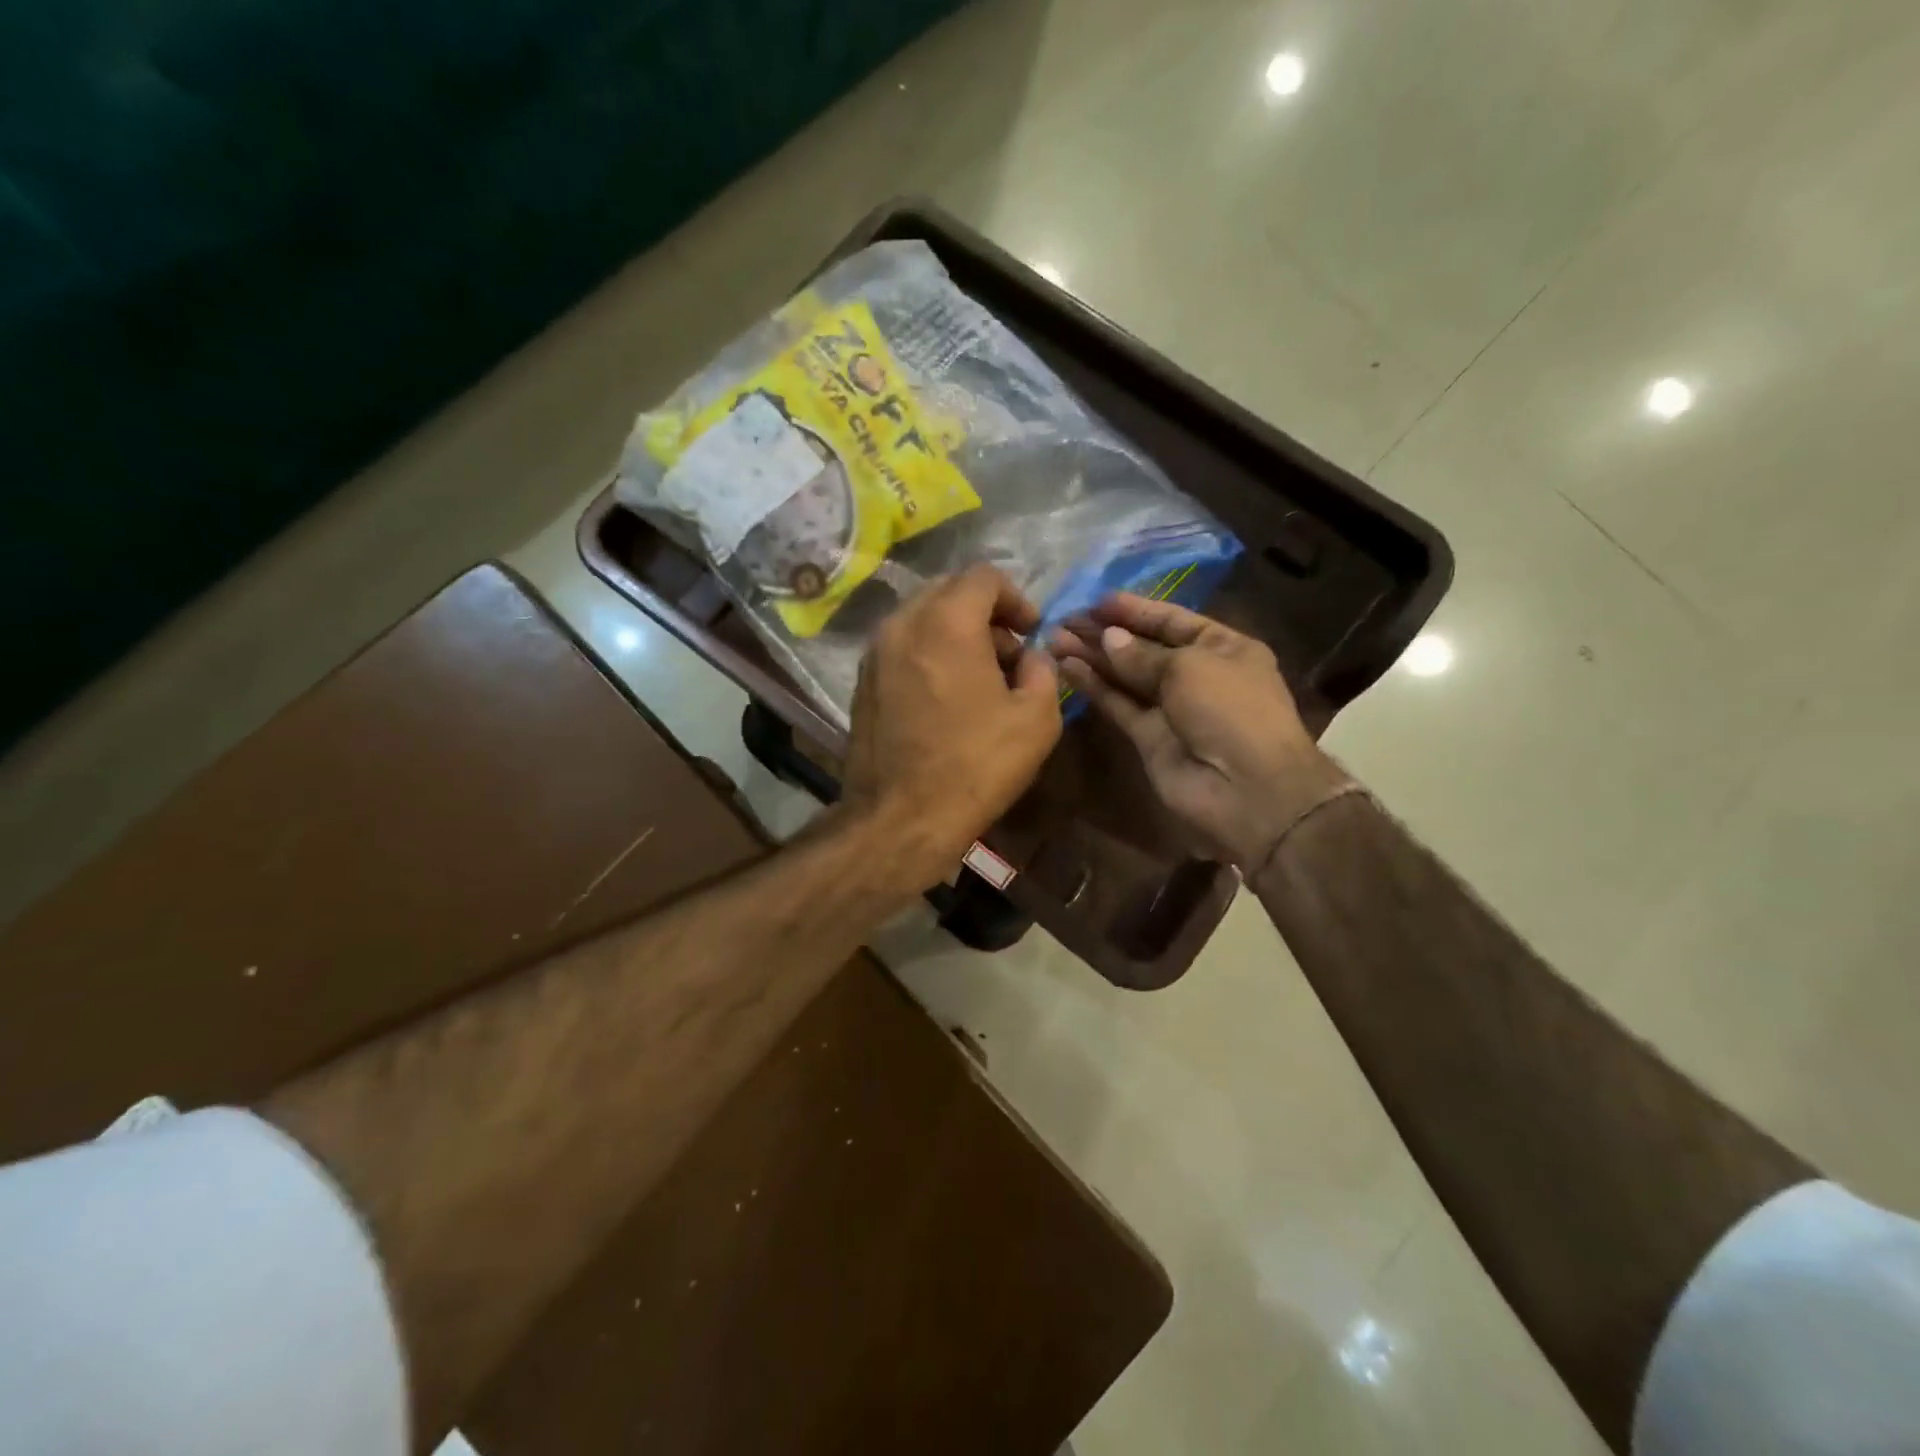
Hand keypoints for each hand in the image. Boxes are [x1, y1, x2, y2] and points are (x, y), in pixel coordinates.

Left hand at [841, 564, 1062, 889]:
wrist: (901, 818)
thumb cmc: (975, 766)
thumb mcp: (1037, 719)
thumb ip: (1043, 670)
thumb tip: (1031, 656)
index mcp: (946, 622)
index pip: (984, 577)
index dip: (1017, 598)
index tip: (1031, 633)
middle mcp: (903, 624)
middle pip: (949, 591)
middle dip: (985, 613)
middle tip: (1008, 654)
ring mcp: (875, 652)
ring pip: (922, 618)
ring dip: (955, 633)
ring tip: (979, 677)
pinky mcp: (862, 681)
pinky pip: (902, 646)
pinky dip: (929, 653)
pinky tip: (946, 695)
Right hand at [1054, 594, 1351, 872]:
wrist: (1246, 789)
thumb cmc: (1230, 710)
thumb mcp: (1190, 667)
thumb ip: (1142, 654)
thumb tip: (1109, 639)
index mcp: (1223, 648)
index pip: (1172, 620)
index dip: (1135, 610)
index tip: (1096, 601)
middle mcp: (1197, 675)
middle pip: (1144, 647)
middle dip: (1106, 633)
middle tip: (1064, 619)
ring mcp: (1171, 708)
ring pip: (1126, 677)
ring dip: (1093, 657)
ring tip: (1055, 639)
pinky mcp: (1149, 738)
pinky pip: (1119, 705)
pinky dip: (1095, 687)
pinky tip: (1068, 667)